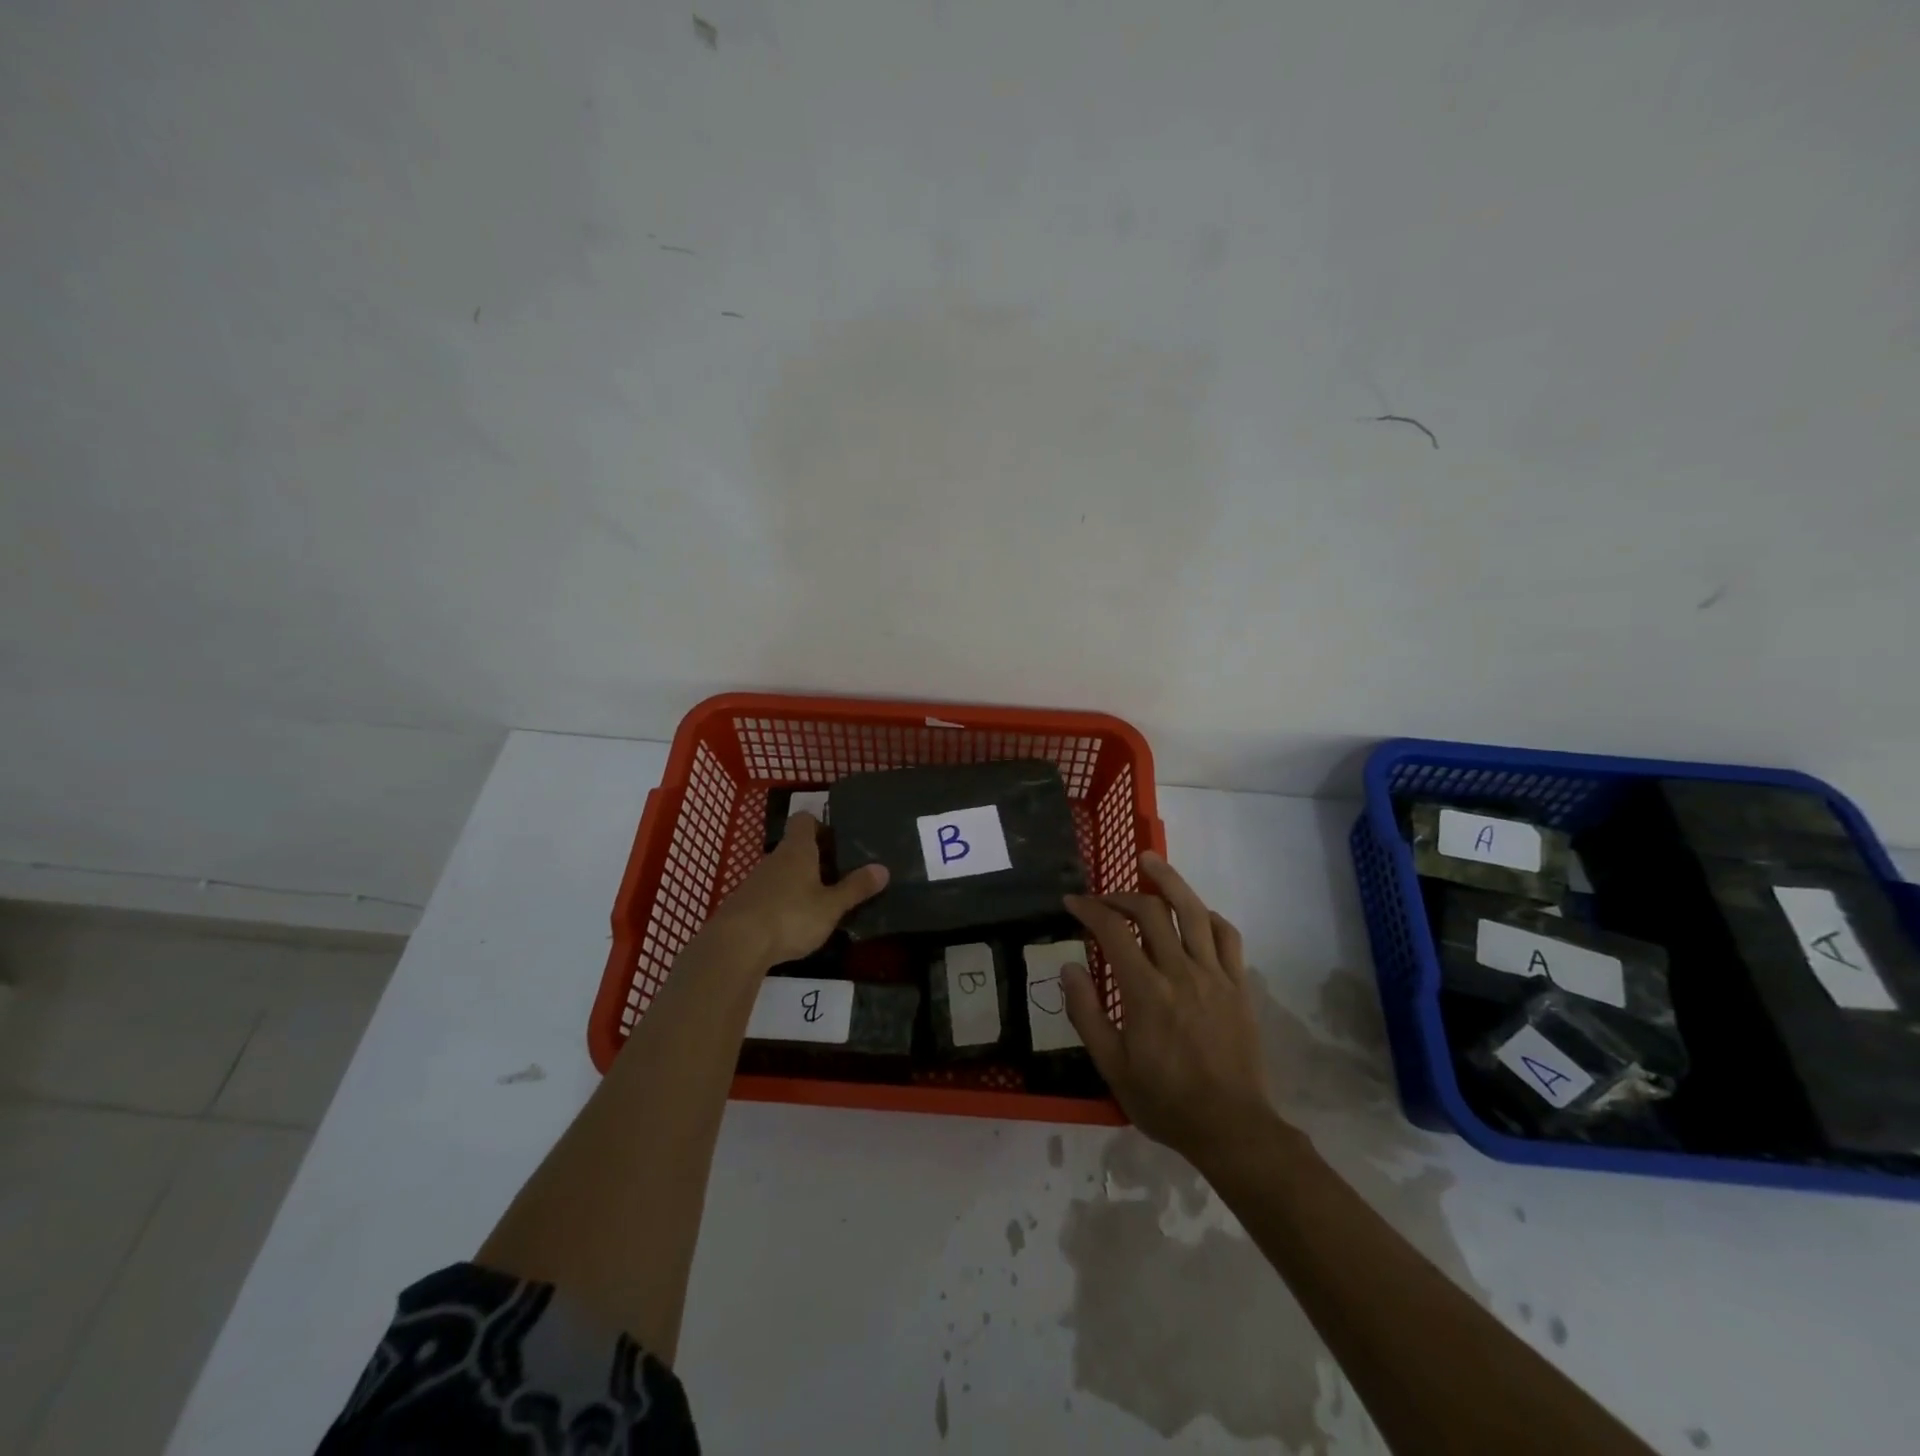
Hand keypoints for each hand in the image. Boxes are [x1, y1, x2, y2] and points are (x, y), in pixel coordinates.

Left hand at [702, 814, 888, 969]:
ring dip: (799, 882)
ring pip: (782, 871)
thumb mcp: (831, 906)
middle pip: (795, 847)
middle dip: (816, 859)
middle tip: (839, 876)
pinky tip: (793, 924)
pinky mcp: (744, 904)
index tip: (837, 842)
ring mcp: (755, 881)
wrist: (736, 945)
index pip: (804, 820)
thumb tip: (883, 869)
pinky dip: (783, 902)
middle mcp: (775, 858)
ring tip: (820, 903)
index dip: (820, 826)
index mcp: (797, 850)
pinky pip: (769, 893)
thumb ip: (855, 888)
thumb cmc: (790, 916)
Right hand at [1062, 853, 1275, 1165]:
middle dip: (1122, 894)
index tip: (1071, 902)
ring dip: (1170, 881)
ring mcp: (1215, 975)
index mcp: (1146, 991)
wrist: (1232, 1128)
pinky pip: (1228, 936)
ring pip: (1194, 911)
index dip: (1088, 908)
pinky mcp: (1239, 985)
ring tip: (1151, 861)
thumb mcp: (1111, 1066)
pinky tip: (1196, 913)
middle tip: (1104, 898)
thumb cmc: (1164, 1100)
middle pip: (1152, 910)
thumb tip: (1069, 967)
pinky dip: (1209, 916)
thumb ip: (1086, 1013)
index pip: (1113, 930)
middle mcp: (1181, 971)